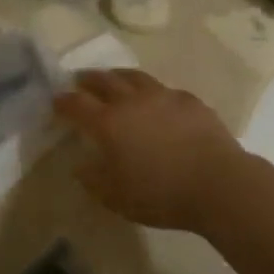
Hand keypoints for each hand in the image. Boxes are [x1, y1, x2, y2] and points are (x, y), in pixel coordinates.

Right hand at [55, 70, 251, 232]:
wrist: (218, 183)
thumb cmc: (161, 195)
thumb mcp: (116, 197)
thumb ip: (93, 179)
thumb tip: (81, 165)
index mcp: (109, 123)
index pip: (77, 104)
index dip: (63, 101)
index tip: (55, 101)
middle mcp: (132, 102)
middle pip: (104, 80)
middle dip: (88, 79)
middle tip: (80, 80)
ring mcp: (163, 97)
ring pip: (135, 77)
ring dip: (119, 76)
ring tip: (115, 79)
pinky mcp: (189, 101)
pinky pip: (164, 89)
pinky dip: (152, 92)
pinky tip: (156, 101)